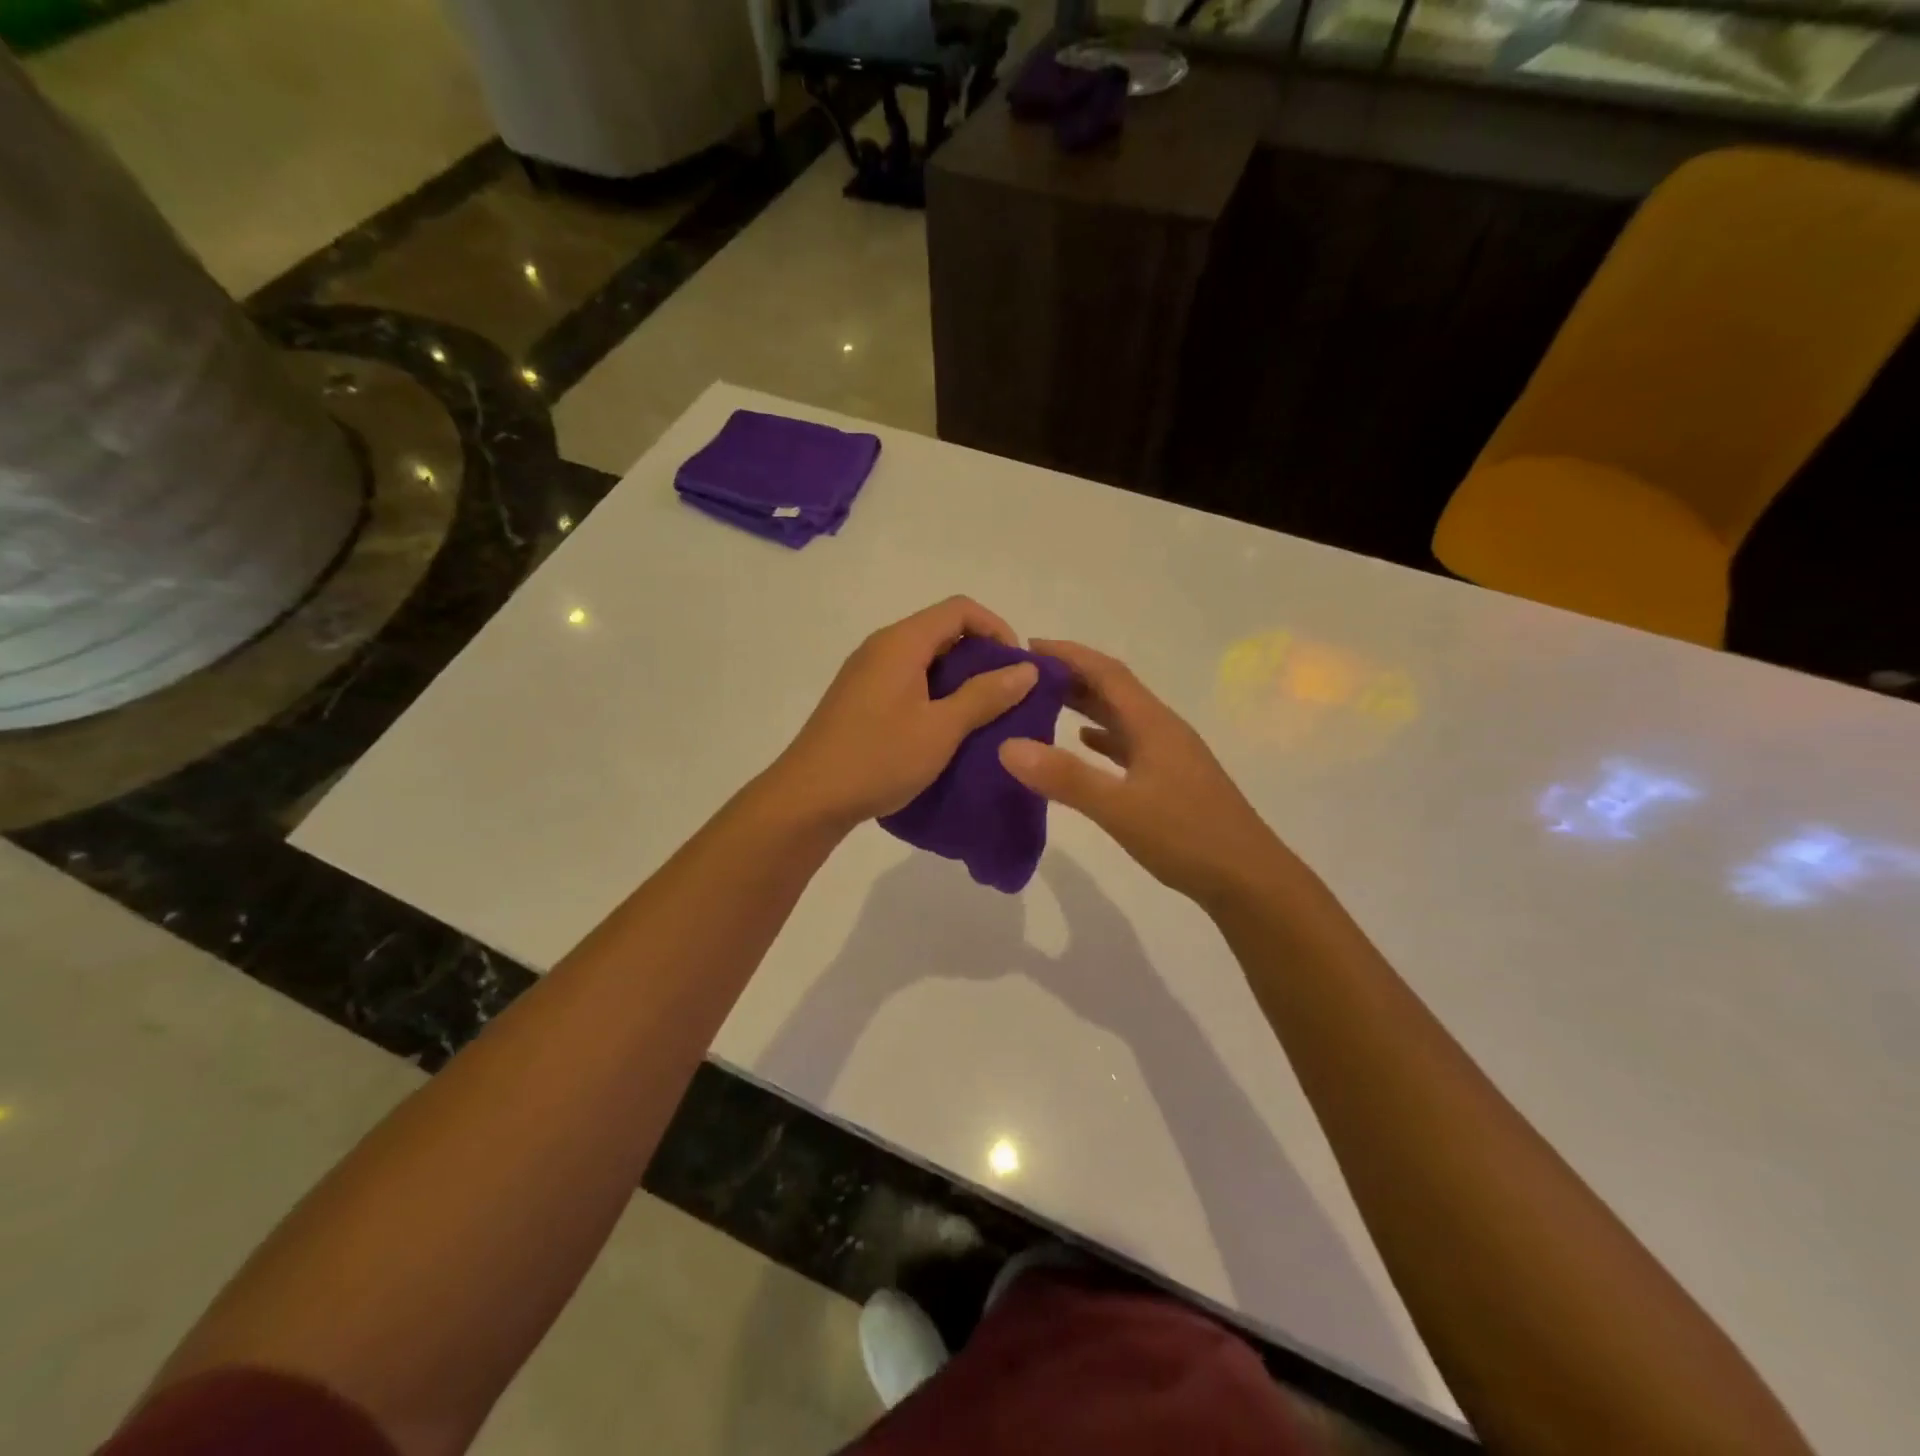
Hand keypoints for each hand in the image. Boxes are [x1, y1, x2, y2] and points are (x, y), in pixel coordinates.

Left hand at [770, 597, 1039, 829]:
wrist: (808, 799)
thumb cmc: (878, 758)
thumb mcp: (941, 729)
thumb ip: (985, 695)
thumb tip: (1026, 668)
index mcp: (901, 643)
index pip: (959, 609)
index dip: (996, 628)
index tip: (1018, 667)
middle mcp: (881, 647)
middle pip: (942, 631)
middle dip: (981, 656)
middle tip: (1007, 695)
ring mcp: (867, 674)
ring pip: (925, 660)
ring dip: (959, 680)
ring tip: (984, 716)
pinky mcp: (860, 700)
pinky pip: (907, 682)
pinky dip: (935, 695)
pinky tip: (947, 730)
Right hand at [998, 639, 1291, 905]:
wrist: (1249, 879)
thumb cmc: (1187, 836)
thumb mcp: (1119, 808)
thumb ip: (1065, 777)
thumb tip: (1008, 745)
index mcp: (1153, 724)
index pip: (1106, 672)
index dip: (1068, 655)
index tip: (1028, 647)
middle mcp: (1162, 730)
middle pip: (1113, 690)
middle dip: (1071, 676)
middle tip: (1025, 677)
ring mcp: (1169, 755)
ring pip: (1120, 717)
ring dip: (1085, 705)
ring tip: (1043, 704)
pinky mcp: (1171, 779)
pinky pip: (1128, 744)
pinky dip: (1101, 738)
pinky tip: (1084, 744)